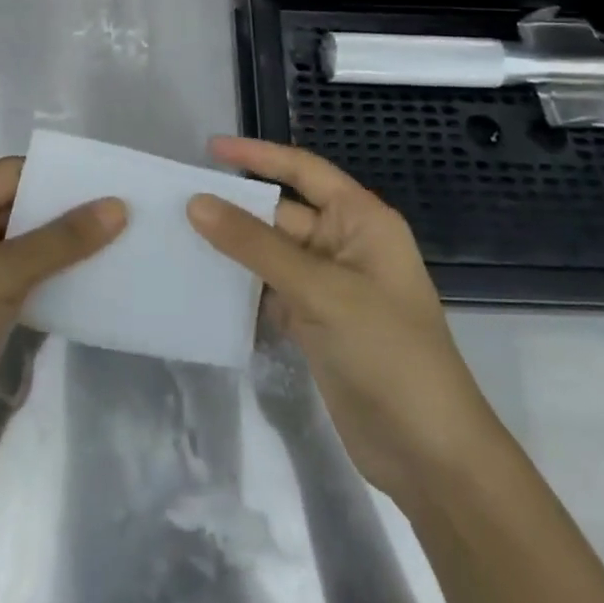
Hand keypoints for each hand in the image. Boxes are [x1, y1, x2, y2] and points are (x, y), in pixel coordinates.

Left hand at [0, 157, 125, 483]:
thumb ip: (60, 240)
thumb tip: (117, 205)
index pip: (7, 175)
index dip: (56, 175)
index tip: (109, 180)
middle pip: (17, 210)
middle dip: (66, 213)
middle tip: (125, 213)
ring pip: (24, 250)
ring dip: (65, 250)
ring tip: (122, 244)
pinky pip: (24, 285)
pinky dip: (55, 282)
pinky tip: (95, 284)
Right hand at [186, 137, 489, 499]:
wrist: (429, 454)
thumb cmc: (387, 352)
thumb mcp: (320, 290)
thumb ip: (255, 245)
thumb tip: (196, 202)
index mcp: (362, 221)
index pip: (304, 171)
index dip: (258, 155)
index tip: (209, 148)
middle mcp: (345, 245)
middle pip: (281, 213)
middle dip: (235, 207)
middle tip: (175, 201)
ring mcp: (329, 287)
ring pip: (271, 253)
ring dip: (232, 248)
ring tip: (176, 237)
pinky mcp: (316, 323)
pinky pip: (270, 290)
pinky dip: (241, 287)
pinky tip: (202, 285)